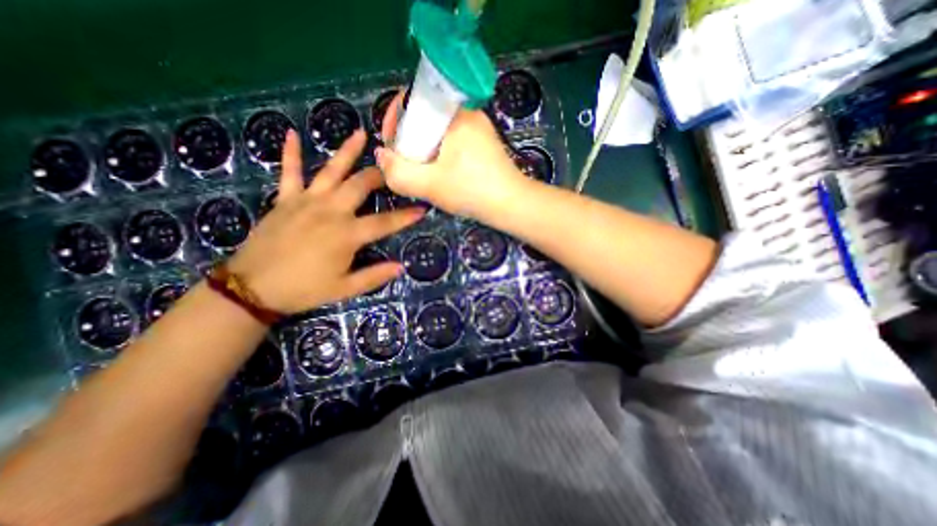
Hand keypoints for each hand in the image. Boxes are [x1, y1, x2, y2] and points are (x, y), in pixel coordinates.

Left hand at [228, 130, 423, 313]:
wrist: (252, 288)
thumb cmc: (304, 289)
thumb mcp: (344, 289)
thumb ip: (375, 276)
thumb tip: (401, 267)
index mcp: (347, 234)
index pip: (384, 222)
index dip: (406, 216)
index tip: (422, 208)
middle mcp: (330, 211)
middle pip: (360, 186)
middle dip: (380, 176)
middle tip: (394, 168)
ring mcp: (306, 202)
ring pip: (331, 171)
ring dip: (347, 151)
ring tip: (361, 134)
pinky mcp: (285, 200)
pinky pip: (289, 172)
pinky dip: (291, 153)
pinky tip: (292, 133)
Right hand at [375, 92, 532, 220]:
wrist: (512, 206)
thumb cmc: (473, 192)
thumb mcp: (430, 185)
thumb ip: (398, 173)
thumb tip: (381, 156)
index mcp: (456, 114)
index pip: (414, 99)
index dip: (395, 119)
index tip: (391, 144)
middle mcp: (469, 115)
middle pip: (426, 117)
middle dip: (410, 139)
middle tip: (406, 164)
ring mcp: (480, 130)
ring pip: (440, 132)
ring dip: (425, 149)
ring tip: (422, 172)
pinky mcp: (486, 145)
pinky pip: (454, 142)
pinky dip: (442, 155)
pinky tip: (442, 174)